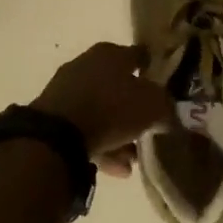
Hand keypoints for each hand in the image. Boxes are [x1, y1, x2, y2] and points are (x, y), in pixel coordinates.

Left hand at [32, 42, 173, 176]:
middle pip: (119, 87)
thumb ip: (166, 108)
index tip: (167, 87)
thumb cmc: (112, 108)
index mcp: (111, 53)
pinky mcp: (53, 117)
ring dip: (119, 134)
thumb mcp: (153, 106)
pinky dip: (101, 146)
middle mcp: (87, 65)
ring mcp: (67, 90)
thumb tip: (169, 114)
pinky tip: (116, 168)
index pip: (139, 56)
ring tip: (132, 160)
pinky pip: (84, 130)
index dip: (154, 70)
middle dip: (135, 110)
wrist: (57, 135)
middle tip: (149, 131)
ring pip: (101, 111)